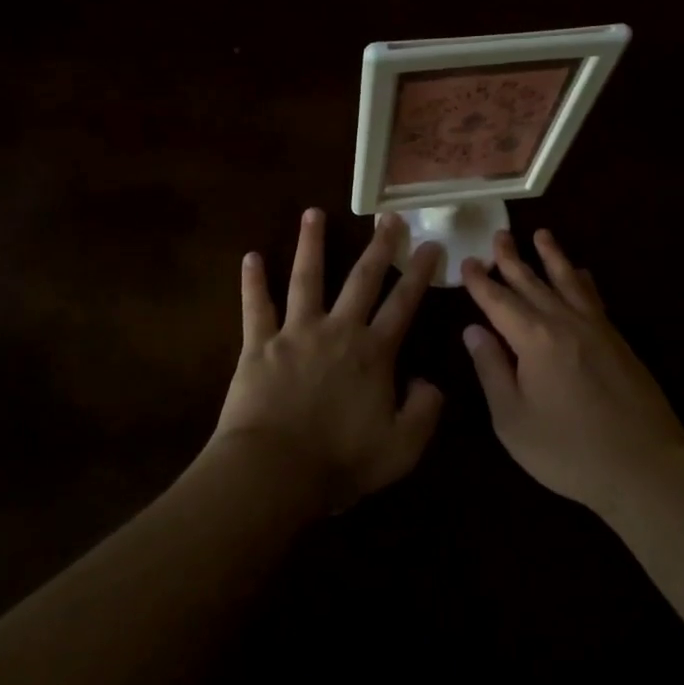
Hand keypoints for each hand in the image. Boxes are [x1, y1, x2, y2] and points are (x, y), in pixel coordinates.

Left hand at [213, 208, 444, 513]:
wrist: (273, 472)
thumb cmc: (339, 461)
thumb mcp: (402, 448)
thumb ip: (425, 411)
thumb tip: (429, 381)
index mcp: (373, 352)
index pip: (404, 303)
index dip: (420, 273)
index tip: (432, 245)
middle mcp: (338, 330)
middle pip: (362, 278)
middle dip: (378, 246)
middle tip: (388, 217)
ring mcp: (296, 332)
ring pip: (307, 277)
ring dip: (311, 243)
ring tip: (313, 212)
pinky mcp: (258, 344)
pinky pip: (256, 306)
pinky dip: (253, 282)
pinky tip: (251, 256)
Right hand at [461, 229, 683, 514]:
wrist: (644, 466)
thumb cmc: (568, 450)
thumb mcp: (513, 420)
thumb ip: (492, 370)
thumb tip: (473, 330)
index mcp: (533, 339)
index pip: (498, 301)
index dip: (480, 282)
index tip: (467, 262)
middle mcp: (563, 321)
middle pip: (532, 282)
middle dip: (511, 258)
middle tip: (499, 234)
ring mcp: (595, 327)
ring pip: (567, 280)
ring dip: (552, 256)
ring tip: (541, 234)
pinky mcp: (617, 340)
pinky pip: (594, 297)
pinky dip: (583, 280)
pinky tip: (581, 273)